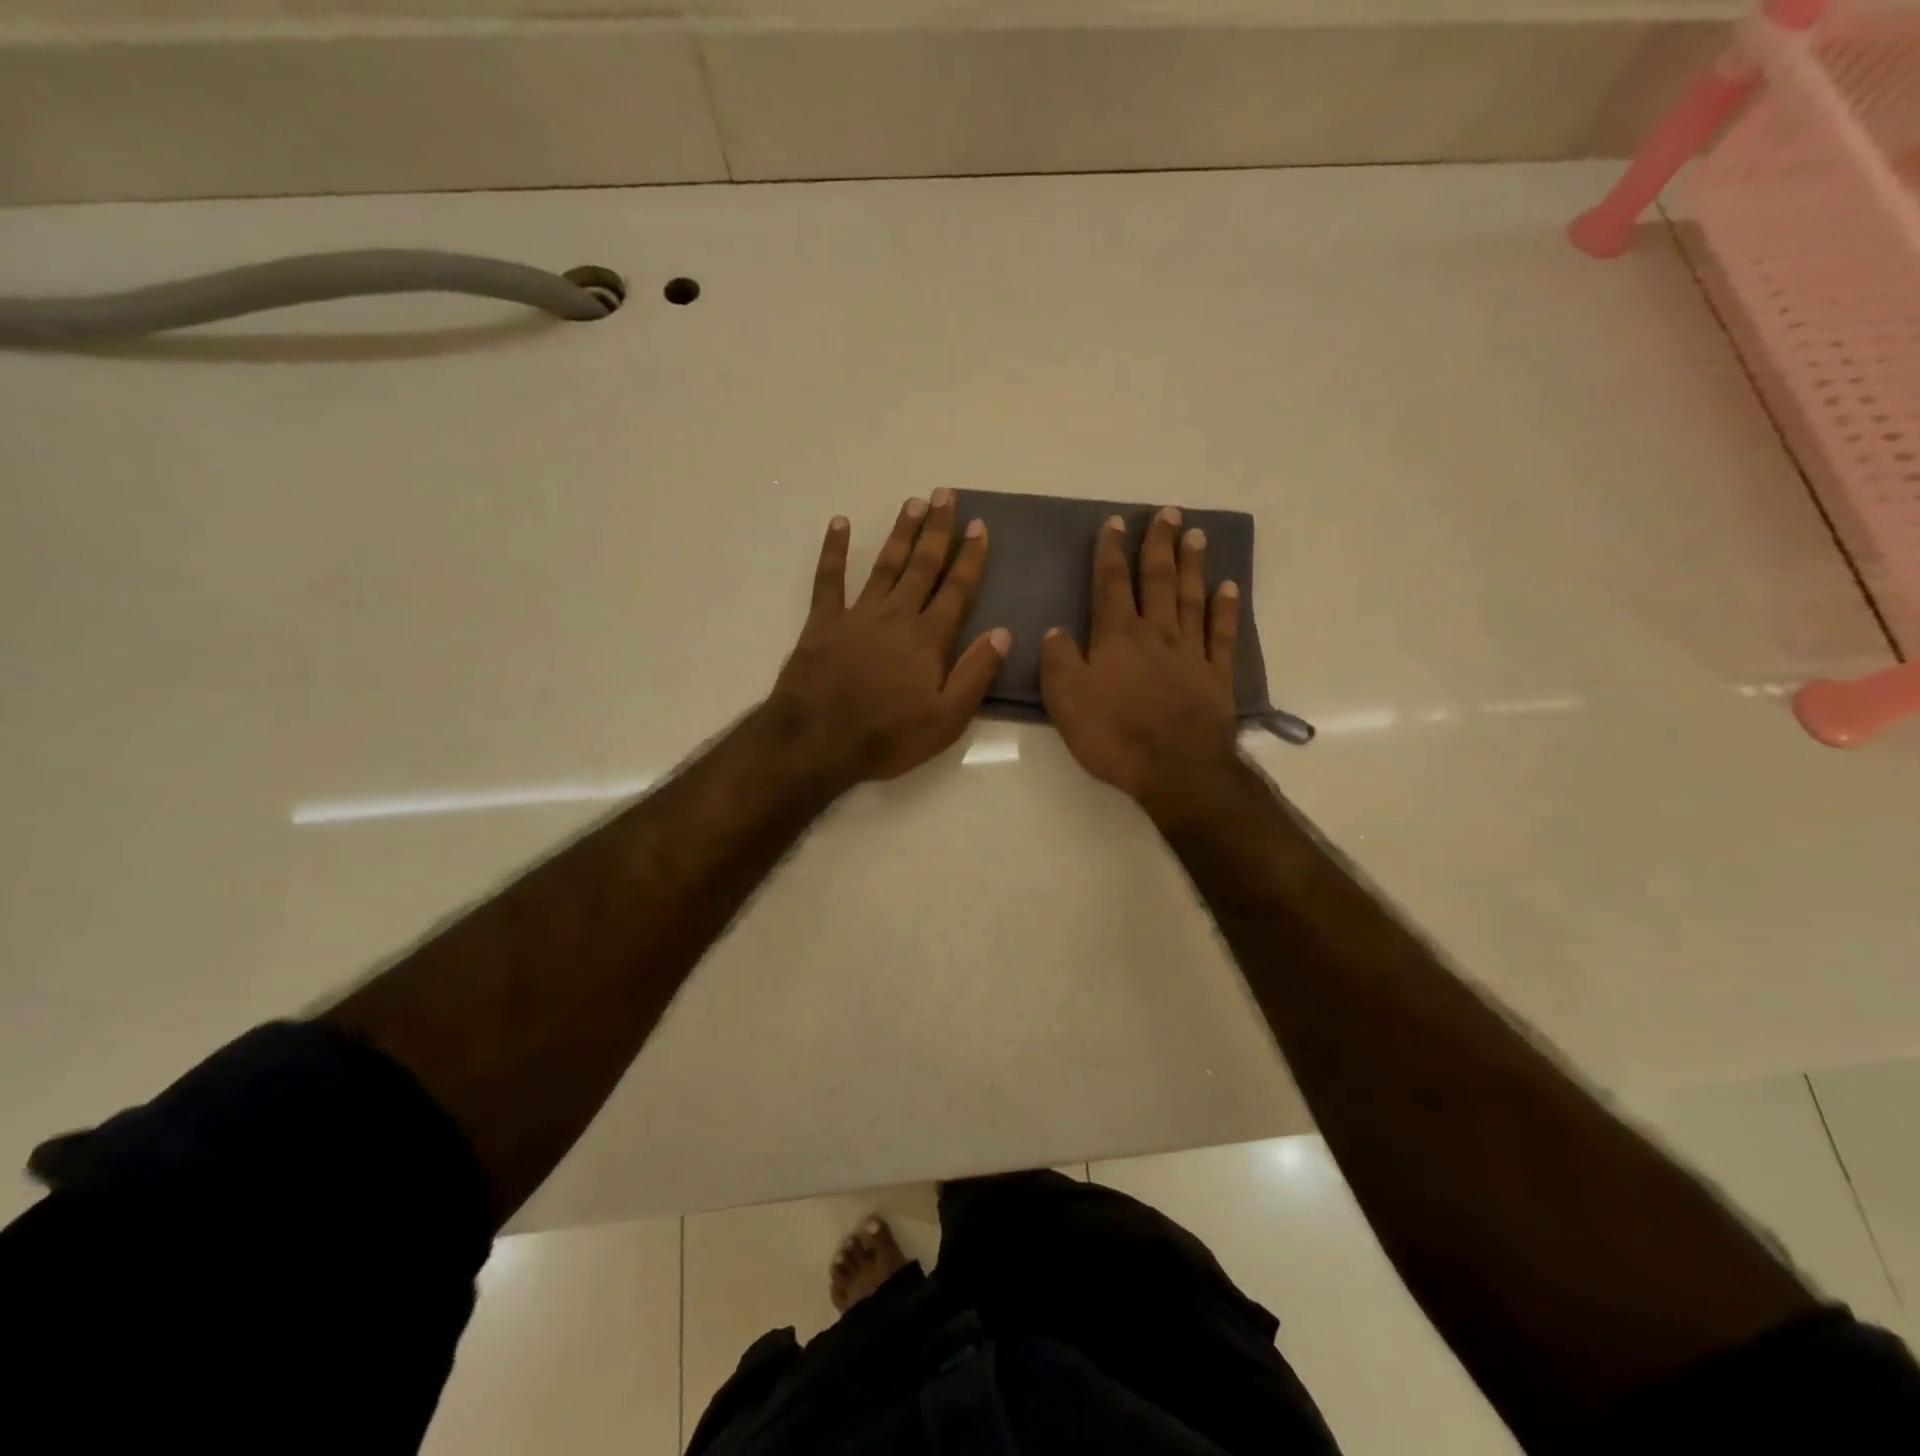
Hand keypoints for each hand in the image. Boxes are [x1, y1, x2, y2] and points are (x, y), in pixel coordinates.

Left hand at [771, 490, 1009, 786]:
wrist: (817, 741)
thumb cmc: (887, 736)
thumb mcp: (947, 719)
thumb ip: (976, 674)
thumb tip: (1003, 633)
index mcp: (928, 638)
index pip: (957, 590)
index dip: (970, 557)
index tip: (979, 526)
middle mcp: (896, 616)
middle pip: (922, 566)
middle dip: (937, 530)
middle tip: (945, 495)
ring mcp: (857, 615)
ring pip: (885, 565)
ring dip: (900, 533)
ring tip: (913, 502)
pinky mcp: (823, 623)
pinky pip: (829, 580)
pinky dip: (835, 551)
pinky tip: (840, 524)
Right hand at [1039, 507, 1241, 818]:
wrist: (1175, 767)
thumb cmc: (1114, 735)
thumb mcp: (1066, 700)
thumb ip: (1058, 661)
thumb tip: (1056, 631)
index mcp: (1117, 637)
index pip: (1110, 585)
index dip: (1110, 553)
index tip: (1115, 524)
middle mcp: (1156, 633)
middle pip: (1157, 580)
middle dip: (1159, 544)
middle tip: (1168, 513)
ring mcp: (1190, 652)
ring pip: (1190, 597)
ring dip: (1192, 565)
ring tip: (1195, 535)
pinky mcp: (1216, 674)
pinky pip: (1221, 633)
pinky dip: (1225, 608)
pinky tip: (1228, 587)